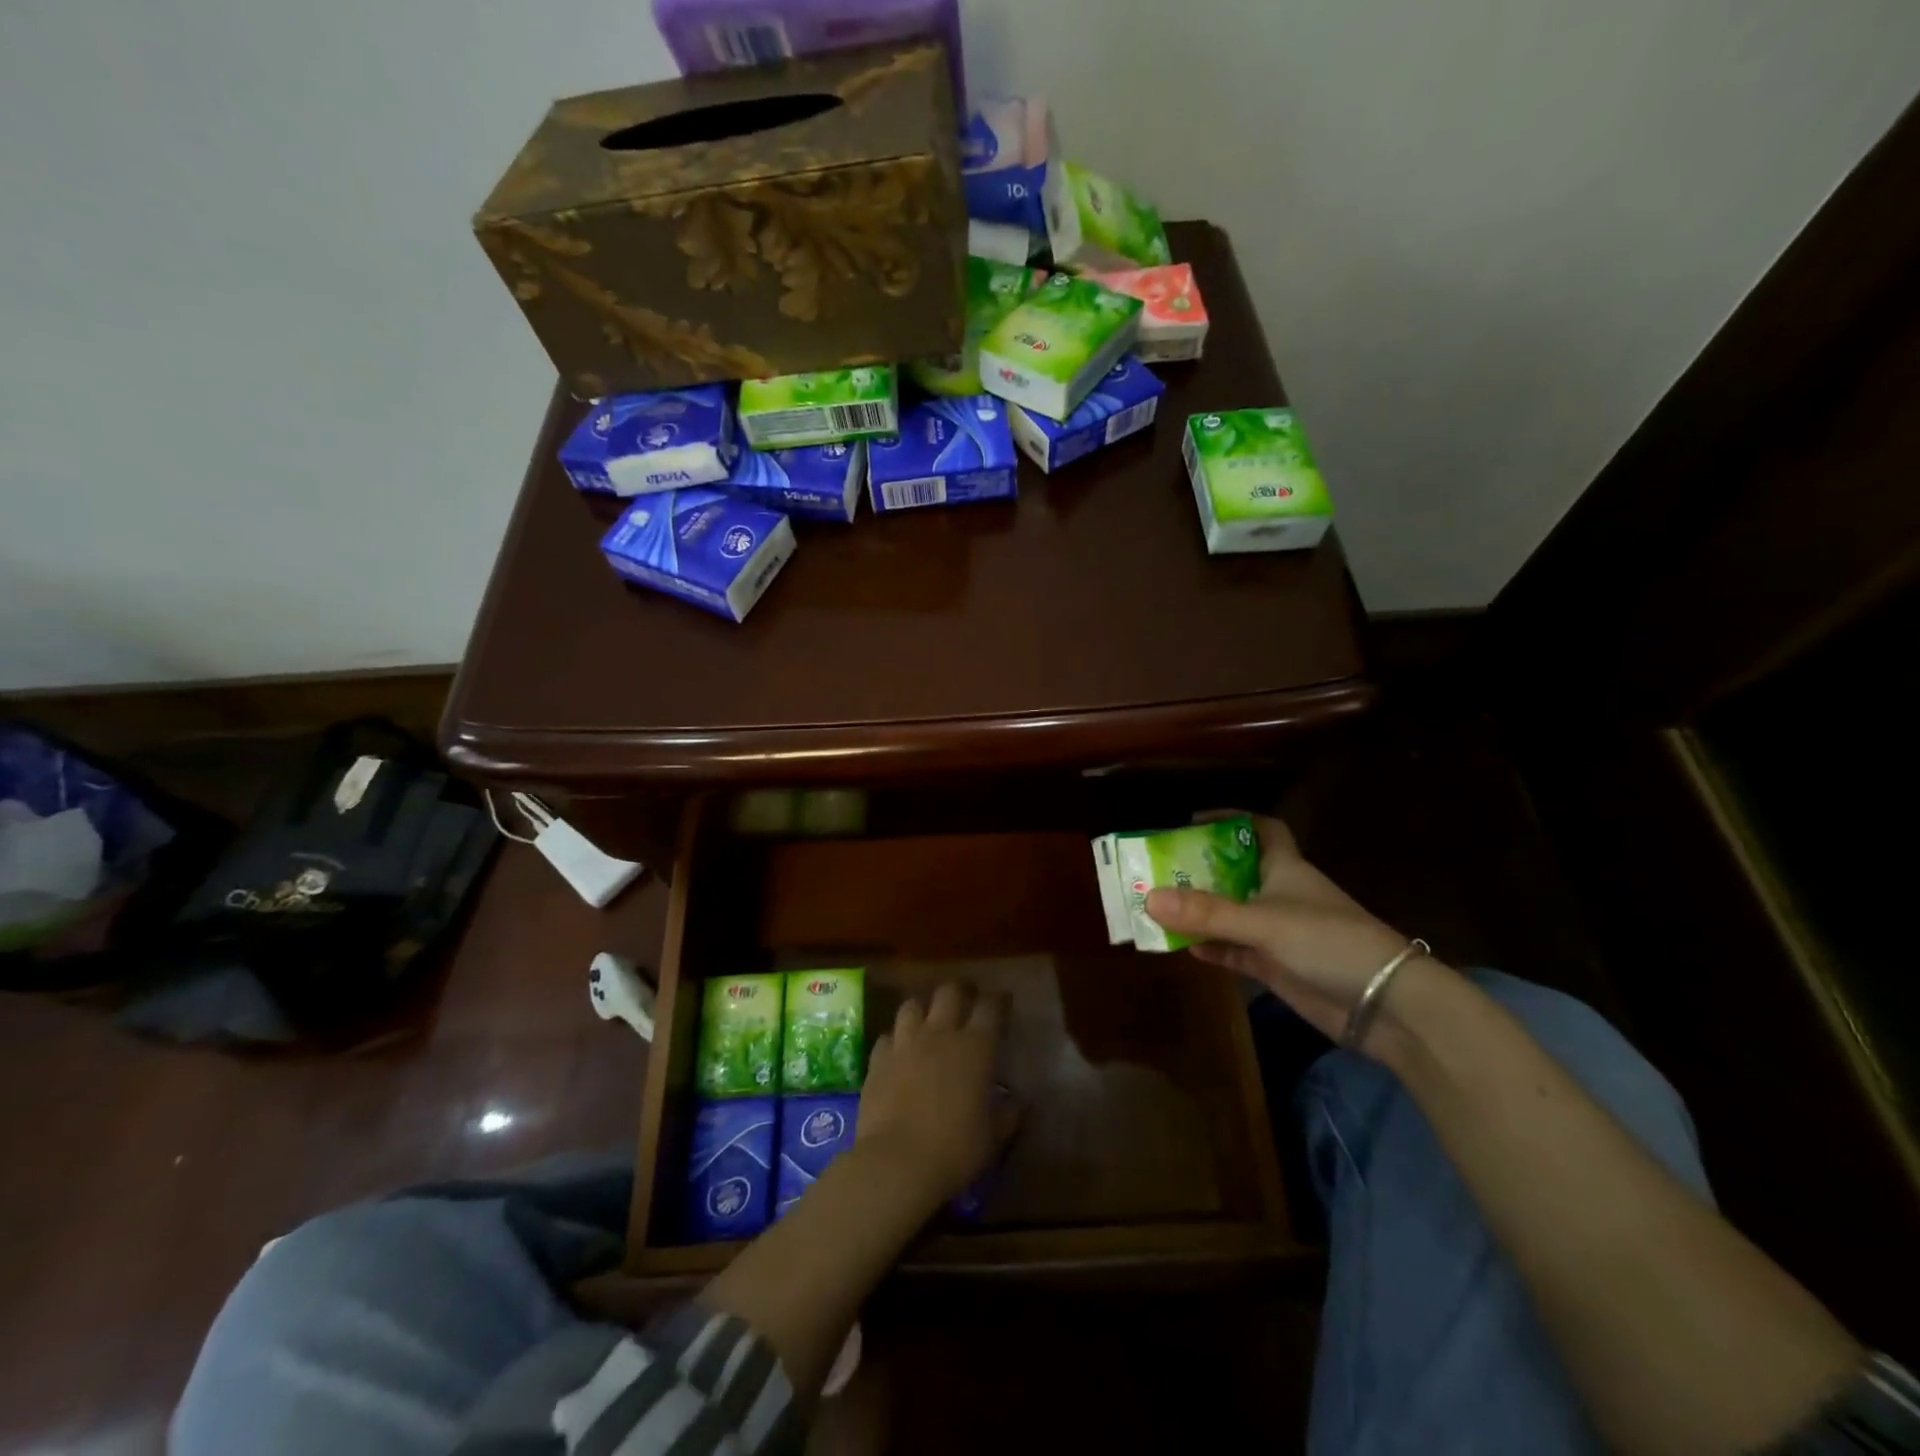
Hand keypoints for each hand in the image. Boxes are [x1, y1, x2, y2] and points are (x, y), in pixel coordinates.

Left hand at [855, 982, 1010, 1208]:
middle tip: (966, 1000)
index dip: (998, 1000)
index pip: (990, 1007)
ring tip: (928, 1019)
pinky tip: (899, 1051)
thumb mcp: (993, 1137)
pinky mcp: (878, 1059)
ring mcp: (905, 1043)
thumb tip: (1016, 1102)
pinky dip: (896, 1039)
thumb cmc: (955, 1149)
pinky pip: (887, 1036)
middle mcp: (940, 1034)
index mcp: (975, 1047)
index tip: (1003, 1002)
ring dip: (923, 1008)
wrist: (896, 1162)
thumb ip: (1007, 1114)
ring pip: (913, 1005)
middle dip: (961, 991)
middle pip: (950, 992)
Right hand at [1144, 813, 1415, 1045]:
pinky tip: (1184, 946)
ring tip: (1157, 906)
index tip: (1194, 821)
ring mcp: (1277, 933)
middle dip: (1199, 869)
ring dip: (1199, 911)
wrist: (1384, 1004)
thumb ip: (1207, 912)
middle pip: (1234, 872)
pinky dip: (1212, 946)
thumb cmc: (1328, 941)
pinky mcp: (1276, 966)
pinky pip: (1234, 950)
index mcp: (1284, 868)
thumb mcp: (1264, 922)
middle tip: (1157, 868)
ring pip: (1230, 914)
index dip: (1231, 819)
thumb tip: (1148, 897)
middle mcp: (1279, 895)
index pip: (1261, 829)